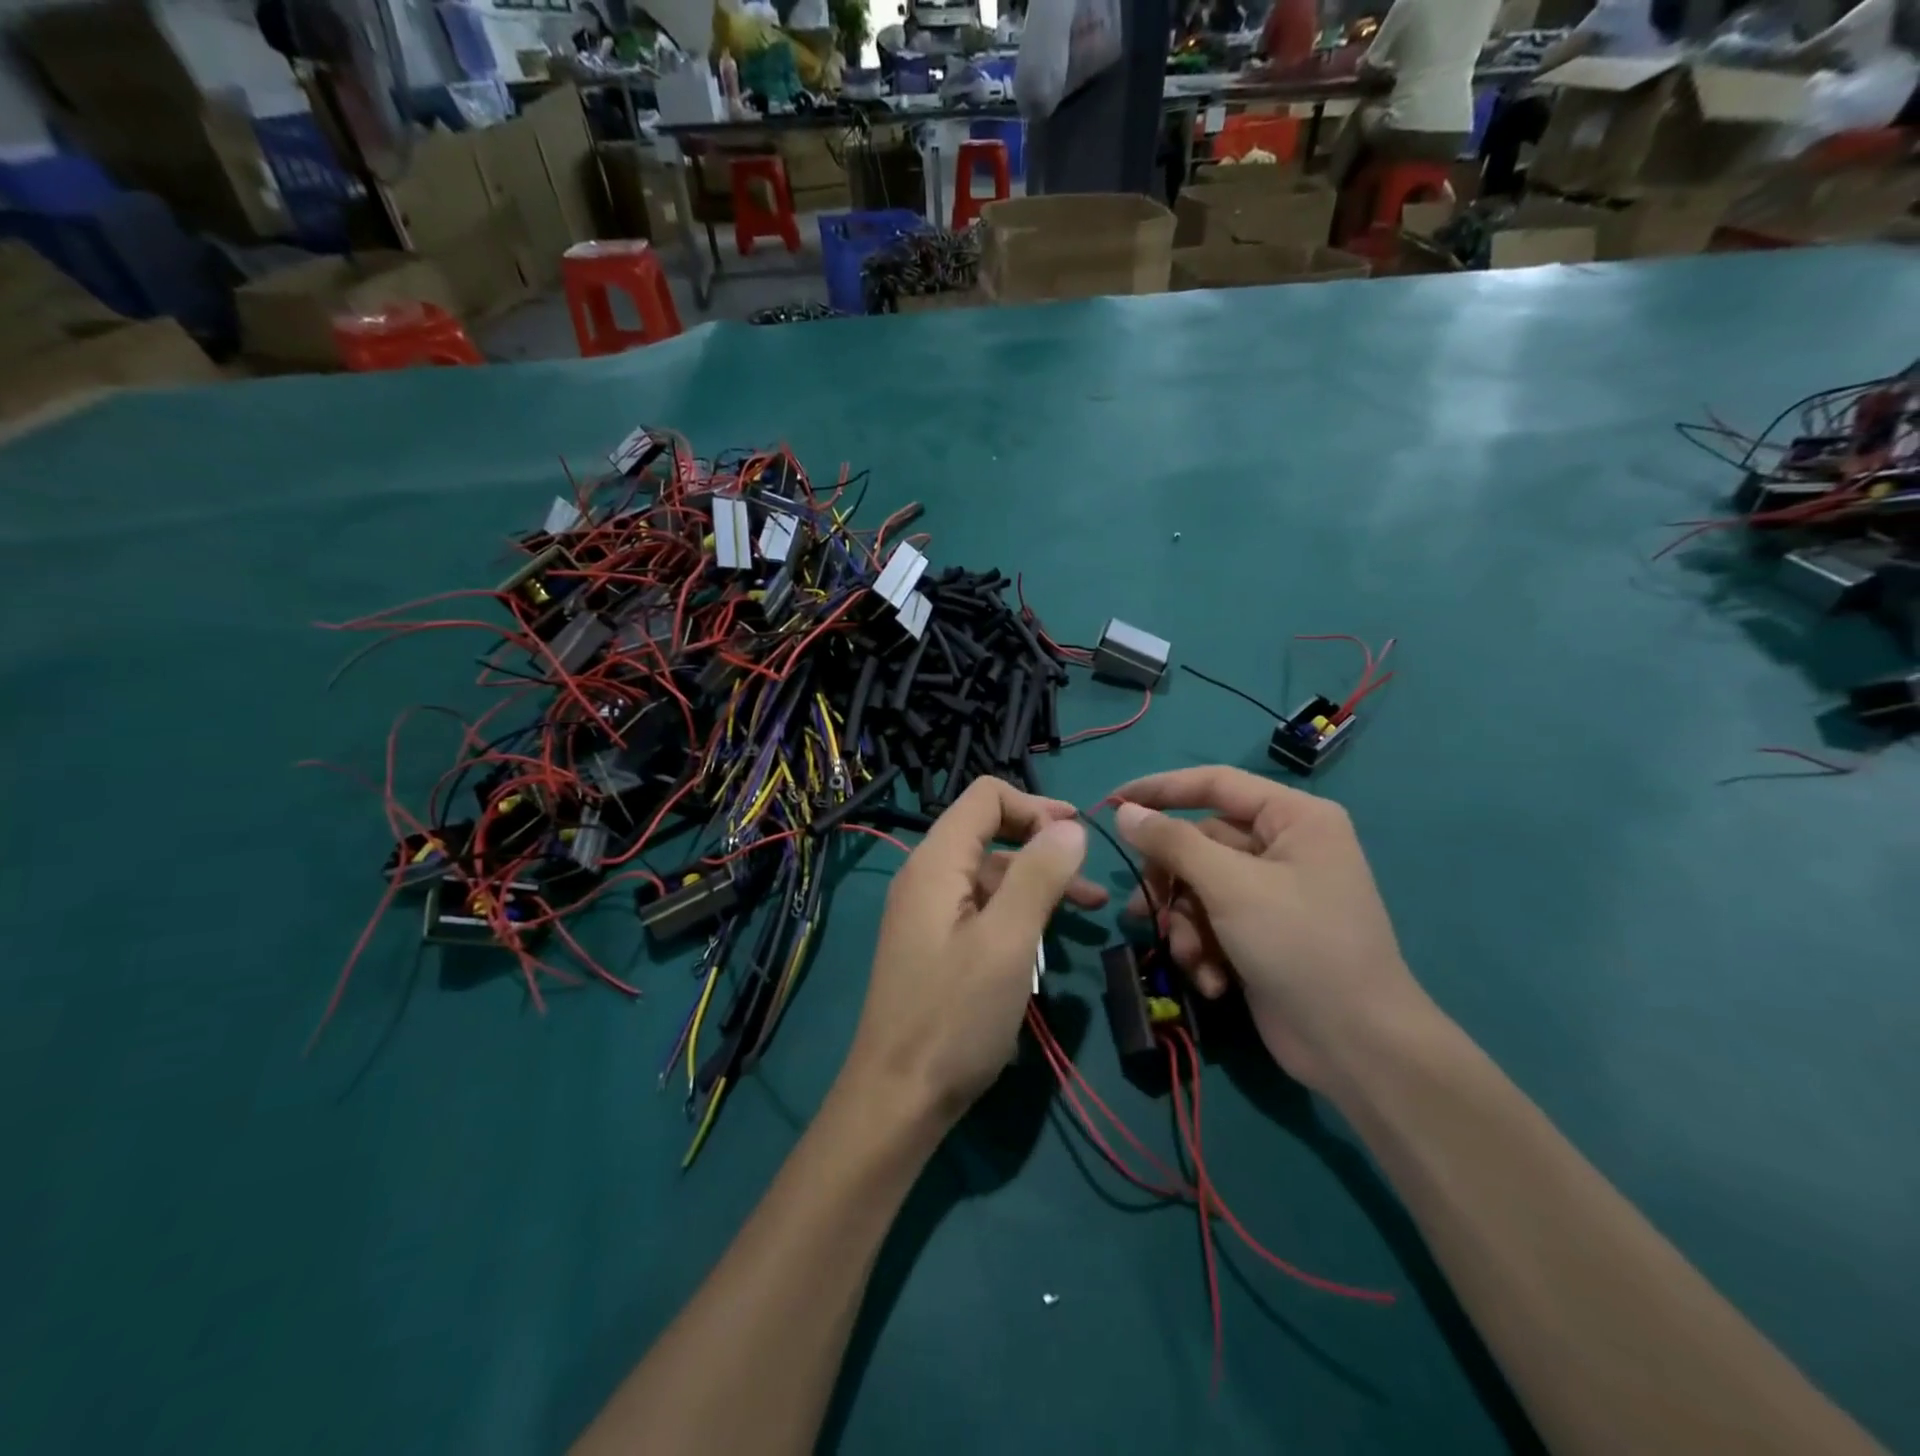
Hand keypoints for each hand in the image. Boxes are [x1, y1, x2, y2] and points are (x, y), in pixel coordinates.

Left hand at [844, 777, 1106, 1124]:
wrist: (898, 1097)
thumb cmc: (955, 1015)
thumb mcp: (1007, 941)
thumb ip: (1039, 875)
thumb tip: (1070, 827)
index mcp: (937, 862)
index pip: (985, 797)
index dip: (1035, 806)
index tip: (1077, 836)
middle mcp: (928, 877)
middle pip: (990, 832)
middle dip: (1043, 844)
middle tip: (1091, 874)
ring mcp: (931, 912)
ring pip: (992, 874)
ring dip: (1040, 881)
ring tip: (1092, 908)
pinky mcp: (938, 944)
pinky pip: (984, 908)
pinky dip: (1020, 911)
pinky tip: (1051, 935)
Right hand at [1110, 766, 1425, 1092]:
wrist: (1356, 1046)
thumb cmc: (1300, 945)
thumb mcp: (1230, 886)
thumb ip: (1173, 843)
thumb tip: (1124, 810)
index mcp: (1293, 818)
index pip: (1214, 783)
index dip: (1160, 789)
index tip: (1112, 802)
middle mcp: (1284, 847)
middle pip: (1199, 843)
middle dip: (1173, 884)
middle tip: (1146, 908)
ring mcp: (1272, 893)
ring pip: (1199, 888)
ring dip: (1185, 924)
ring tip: (1188, 956)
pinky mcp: (1261, 933)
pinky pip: (1213, 922)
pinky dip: (1203, 948)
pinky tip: (1212, 980)